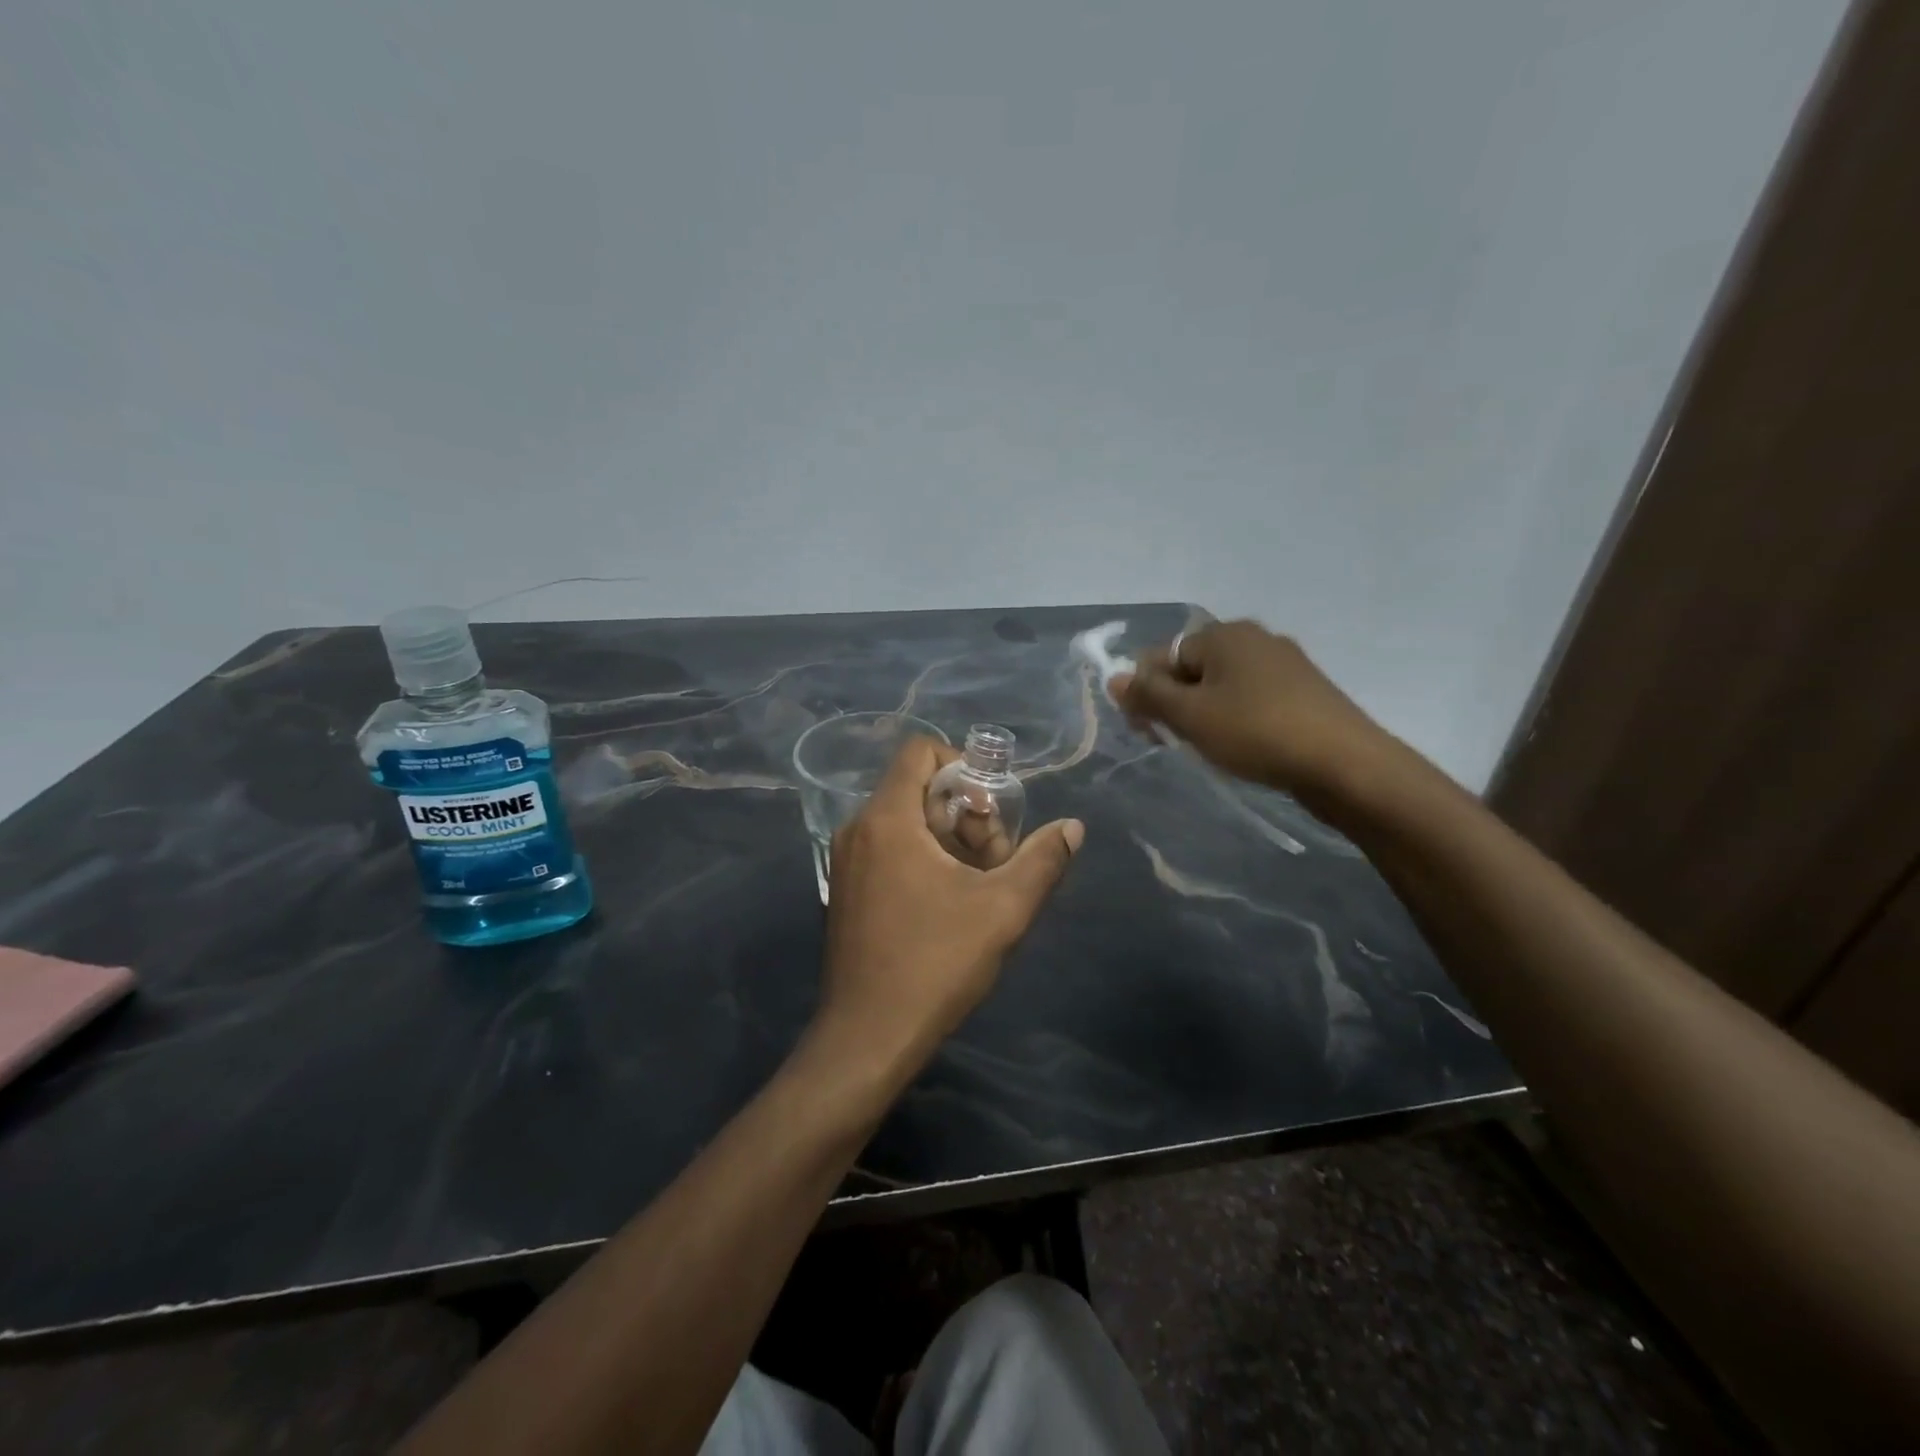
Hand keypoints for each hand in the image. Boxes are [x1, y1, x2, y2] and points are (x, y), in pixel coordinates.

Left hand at [819, 738, 1083, 1067]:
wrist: (867, 1037)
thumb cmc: (935, 963)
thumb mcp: (1003, 910)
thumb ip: (1042, 861)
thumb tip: (1073, 828)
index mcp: (887, 819)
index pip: (920, 751)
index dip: (963, 765)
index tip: (992, 809)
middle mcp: (858, 829)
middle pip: (916, 787)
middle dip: (964, 811)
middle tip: (994, 857)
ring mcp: (845, 861)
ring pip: (904, 821)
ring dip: (948, 838)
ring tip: (978, 883)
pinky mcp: (845, 890)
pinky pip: (887, 848)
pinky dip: (921, 856)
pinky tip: (948, 902)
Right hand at [1111, 619, 1397, 804]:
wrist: (1345, 764)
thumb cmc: (1256, 732)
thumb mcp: (1190, 716)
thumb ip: (1148, 695)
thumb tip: (1113, 677)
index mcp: (1224, 634)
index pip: (1163, 656)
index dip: (1147, 693)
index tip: (1148, 731)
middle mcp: (1254, 638)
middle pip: (1192, 668)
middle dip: (1174, 704)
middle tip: (1174, 742)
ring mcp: (1284, 663)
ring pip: (1222, 685)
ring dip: (1203, 714)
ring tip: (1208, 748)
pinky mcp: (1304, 691)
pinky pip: (1251, 698)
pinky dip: (1236, 718)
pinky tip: (1242, 745)